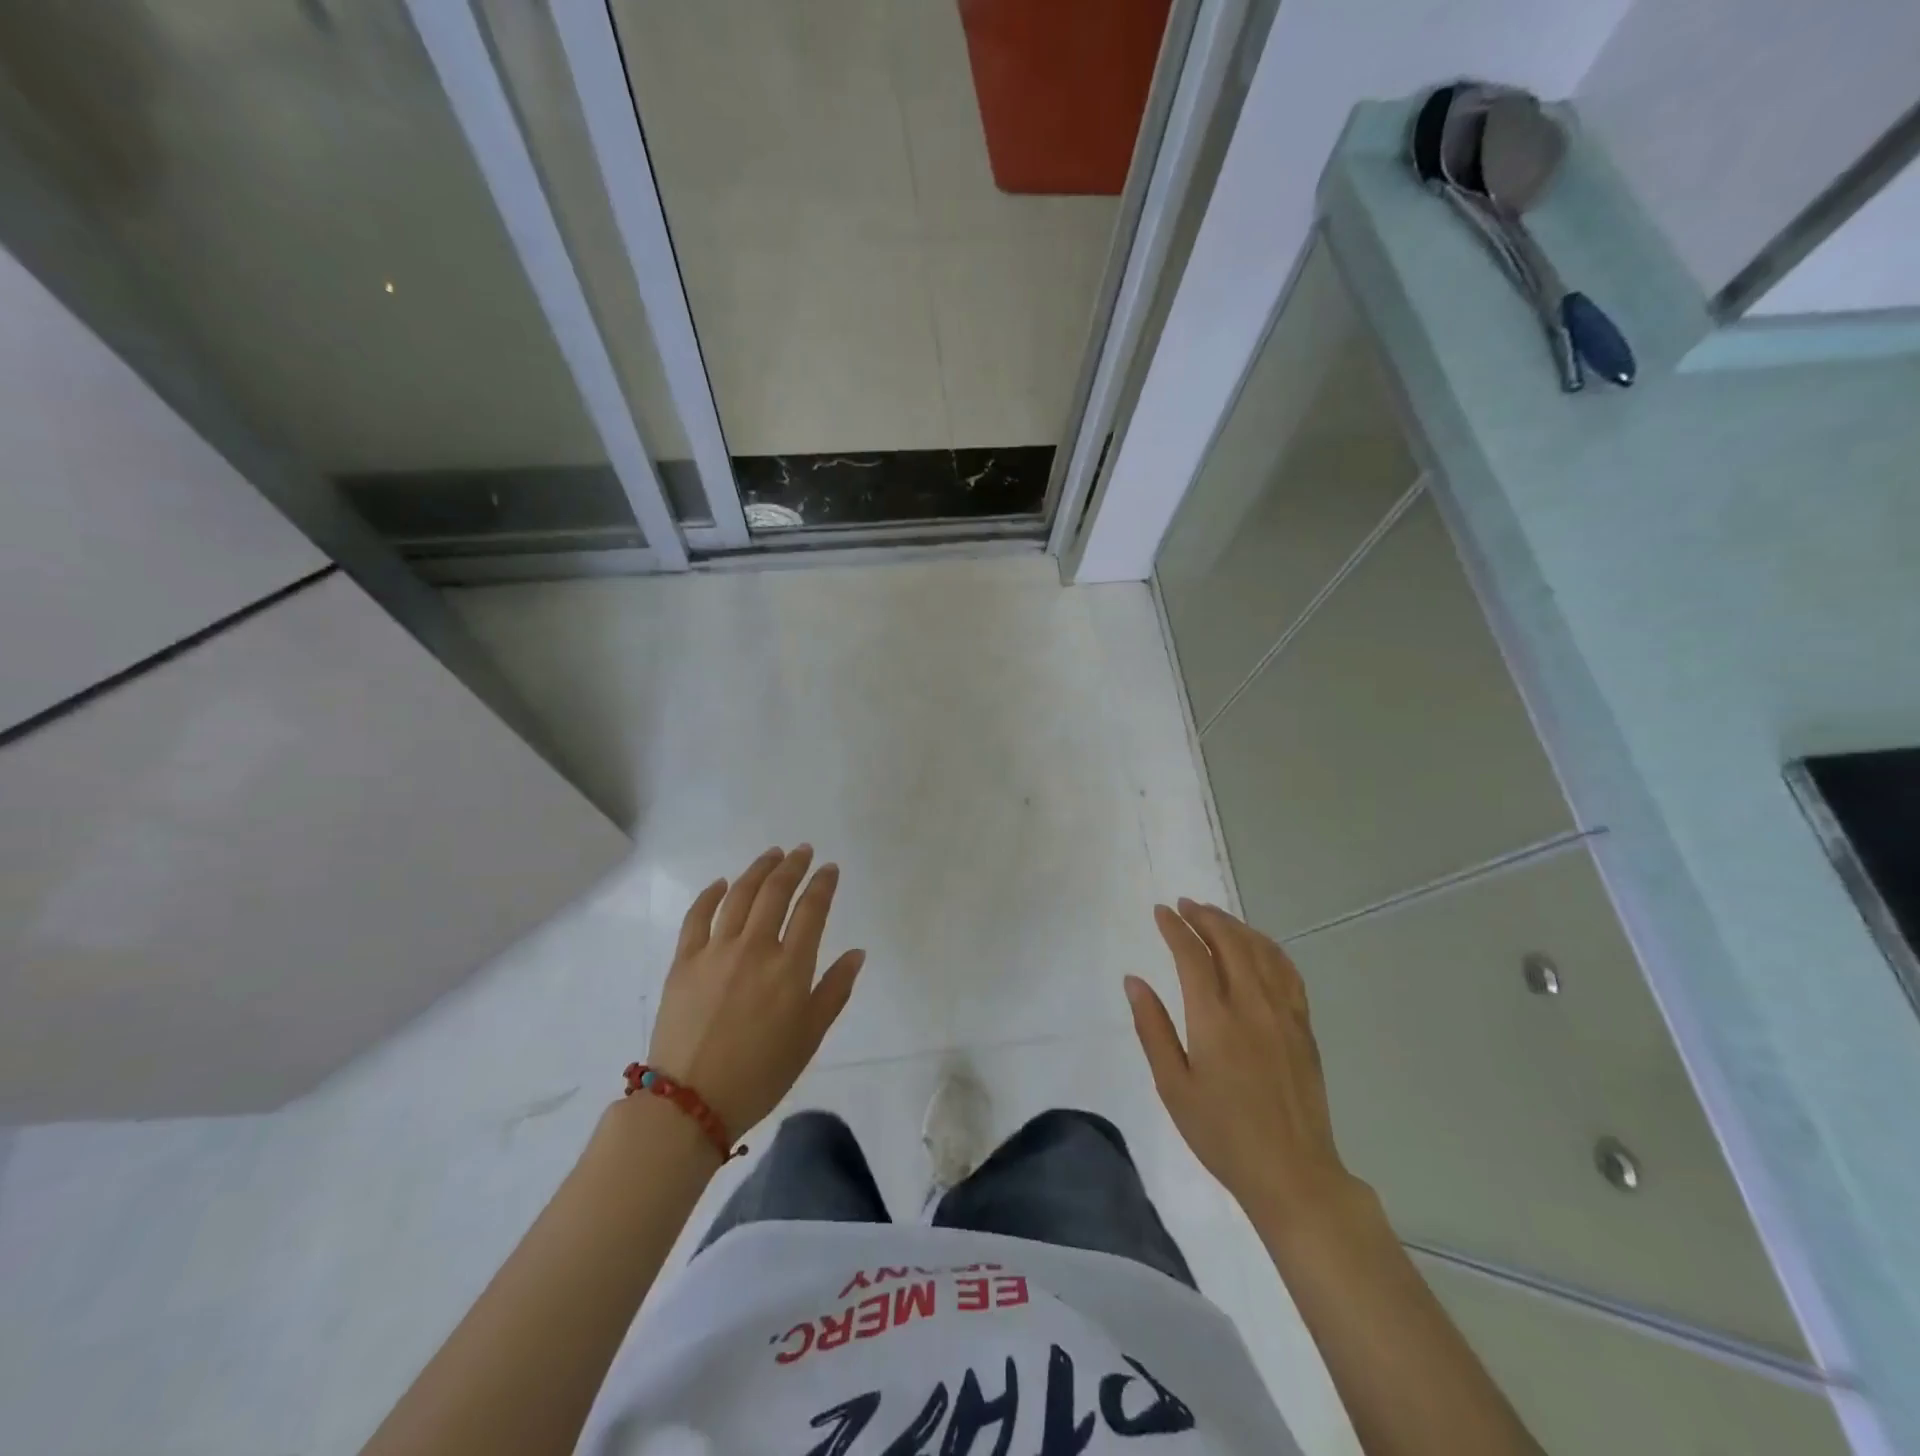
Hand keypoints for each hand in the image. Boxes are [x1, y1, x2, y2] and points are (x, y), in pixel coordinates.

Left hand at [647, 846, 864, 1137]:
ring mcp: (715, 951)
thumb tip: (857, 953)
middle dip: (792, 866)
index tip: (829, 868)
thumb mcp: (810, 1037)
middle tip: (802, 851)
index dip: (822, 884)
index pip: (811, 910)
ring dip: (758, 870)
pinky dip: (710, 894)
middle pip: (775, 893)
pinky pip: (697, 916)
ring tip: (771, 855)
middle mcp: (755, 948)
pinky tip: (721, 883)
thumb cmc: (760, 1073)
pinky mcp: (684, 961)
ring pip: (739, 895)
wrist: (690, 1103)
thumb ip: (835, 990)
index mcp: (790, 968)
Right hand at [1126, 899, 1356, 1222]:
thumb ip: (1152, 1028)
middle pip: (1230, 942)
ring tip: (1214, 916)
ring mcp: (1283, 1013)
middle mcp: (1251, 1005)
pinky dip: (1268, 947)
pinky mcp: (1303, 1027)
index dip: (1175, 928)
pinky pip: (1287, 971)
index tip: (1161, 911)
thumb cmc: (1222, 1134)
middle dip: (1205, 917)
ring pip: (1261, 951)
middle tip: (1185, 905)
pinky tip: (1257, 945)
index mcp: (1214, 1019)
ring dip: (1235, 926)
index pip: (1193, 956)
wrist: (1293, 1174)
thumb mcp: (1173, 1086)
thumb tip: (1134, 980)